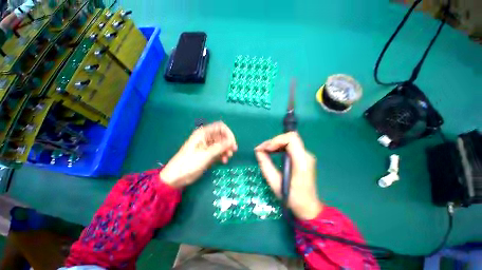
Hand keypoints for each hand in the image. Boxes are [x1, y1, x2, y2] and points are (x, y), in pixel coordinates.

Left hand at [160, 121, 236, 188]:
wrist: (176, 177)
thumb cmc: (189, 163)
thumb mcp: (205, 155)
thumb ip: (220, 147)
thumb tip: (231, 141)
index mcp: (203, 133)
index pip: (220, 127)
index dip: (228, 133)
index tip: (232, 142)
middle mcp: (206, 138)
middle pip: (222, 136)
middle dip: (228, 142)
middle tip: (233, 151)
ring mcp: (207, 146)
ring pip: (221, 144)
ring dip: (226, 149)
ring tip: (227, 157)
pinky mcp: (208, 154)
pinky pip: (219, 151)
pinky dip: (222, 155)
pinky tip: (223, 161)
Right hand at [255, 132, 322, 219]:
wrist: (308, 207)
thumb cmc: (292, 198)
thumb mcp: (274, 182)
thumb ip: (265, 164)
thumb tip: (258, 151)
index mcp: (302, 162)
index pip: (291, 139)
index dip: (276, 140)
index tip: (266, 149)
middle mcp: (306, 155)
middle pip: (289, 137)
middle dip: (273, 141)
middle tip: (261, 149)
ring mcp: (306, 155)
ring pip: (289, 140)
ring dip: (275, 143)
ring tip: (264, 150)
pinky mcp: (303, 157)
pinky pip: (290, 146)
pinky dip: (279, 146)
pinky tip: (272, 152)